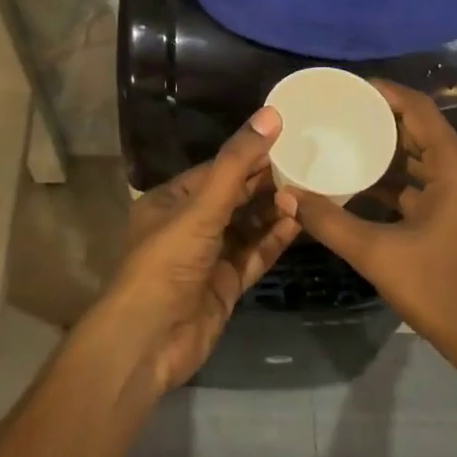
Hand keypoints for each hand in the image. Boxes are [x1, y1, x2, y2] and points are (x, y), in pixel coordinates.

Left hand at [99, 107, 303, 394]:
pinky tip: (299, 223)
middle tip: (308, 163)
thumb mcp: (201, 206)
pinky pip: (254, 254)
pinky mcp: (226, 284)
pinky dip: (274, 239)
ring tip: (309, 191)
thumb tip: (271, 114)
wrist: (147, 342)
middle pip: (235, 196)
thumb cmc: (166, 262)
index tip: (288, 138)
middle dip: (267, 182)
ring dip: (274, 210)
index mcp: (172, 200)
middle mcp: (190, 224)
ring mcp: (209, 256)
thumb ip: (237, 163)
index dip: (250, 154)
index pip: (218, 169)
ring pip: (247, 225)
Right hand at [275, 80, 456, 384]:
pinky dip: (394, 177)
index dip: (383, 92)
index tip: (345, 88)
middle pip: (418, 128)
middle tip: (334, 113)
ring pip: (419, 155)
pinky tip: (357, 181)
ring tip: (340, 138)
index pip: (418, 109)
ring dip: (384, 149)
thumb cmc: (442, 291)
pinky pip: (422, 180)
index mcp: (455, 166)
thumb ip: (329, 221)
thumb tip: (287, 195)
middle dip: (378, 119)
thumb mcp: (379, 255)